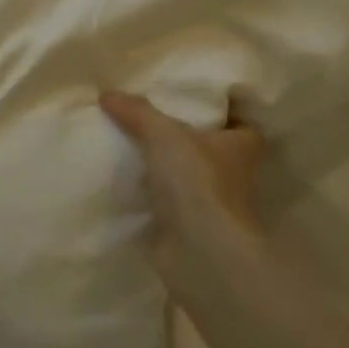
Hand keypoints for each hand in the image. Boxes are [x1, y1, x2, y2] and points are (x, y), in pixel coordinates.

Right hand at [100, 90, 267, 307]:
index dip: (223, 111)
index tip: (194, 99)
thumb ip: (136, 112)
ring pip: (187, 177)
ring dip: (165, 168)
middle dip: (185, 138)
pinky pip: (165, 203)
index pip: (241, 123)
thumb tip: (107, 94)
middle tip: (150, 117)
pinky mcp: (187, 228)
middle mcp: (233, 175)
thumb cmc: (198, 182)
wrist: (200, 253)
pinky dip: (148, 196)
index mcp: (241, 146)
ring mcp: (211, 205)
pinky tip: (122, 180)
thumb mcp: (163, 134)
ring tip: (128, 144)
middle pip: (210, 149)